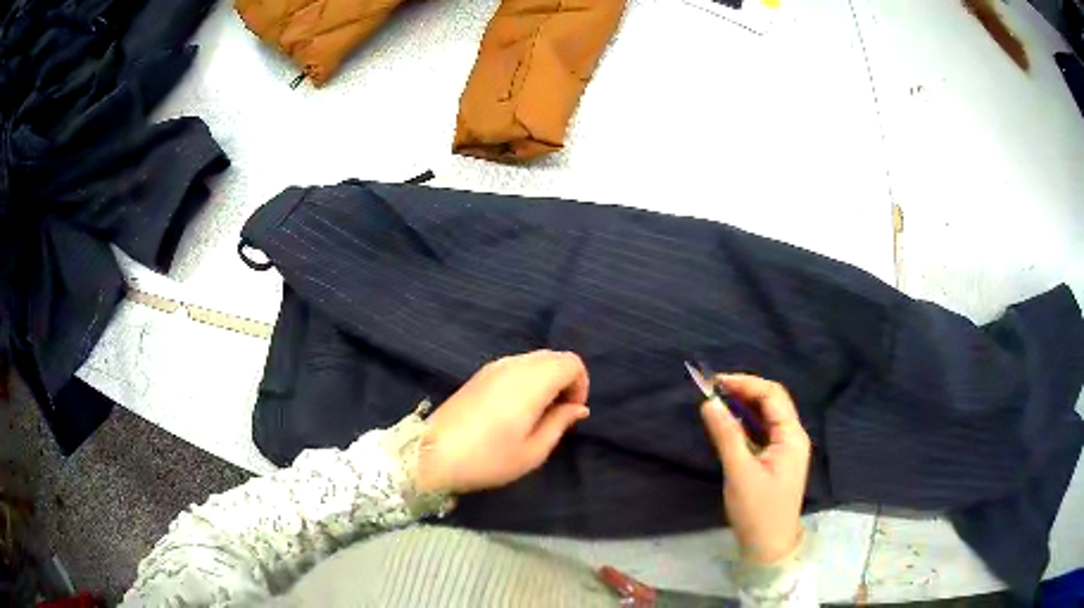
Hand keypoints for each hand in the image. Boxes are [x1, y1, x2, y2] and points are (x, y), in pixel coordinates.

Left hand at [416, 350, 589, 494]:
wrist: (432, 454)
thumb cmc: (487, 459)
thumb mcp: (532, 451)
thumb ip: (560, 423)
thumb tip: (578, 408)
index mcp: (532, 381)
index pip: (571, 363)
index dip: (581, 385)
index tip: (573, 412)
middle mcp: (514, 365)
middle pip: (554, 357)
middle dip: (566, 380)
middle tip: (559, 414)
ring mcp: (494, 366)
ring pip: (535, 359)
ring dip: (547, 379)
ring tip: (539, 414)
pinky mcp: (480, 374)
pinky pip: (517, 365)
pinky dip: (529, 379)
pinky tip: (518, 408)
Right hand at [700, 374, 810, 563]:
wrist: (769, 545)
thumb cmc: (758, 511)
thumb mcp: (740, 473)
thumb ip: (726, 436)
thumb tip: (709, 403)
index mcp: (791, 436)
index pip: (772, 396)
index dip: (745, 383)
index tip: (716, 382)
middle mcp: (793, 437)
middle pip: (772, 401)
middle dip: (745, 390)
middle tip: (715, 389)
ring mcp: (786, 449)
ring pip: (767, 416)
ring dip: (745, 405)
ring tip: (718, 401)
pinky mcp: (776, 460)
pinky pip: (763, 431)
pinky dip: (746, 422)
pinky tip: (729, 423)